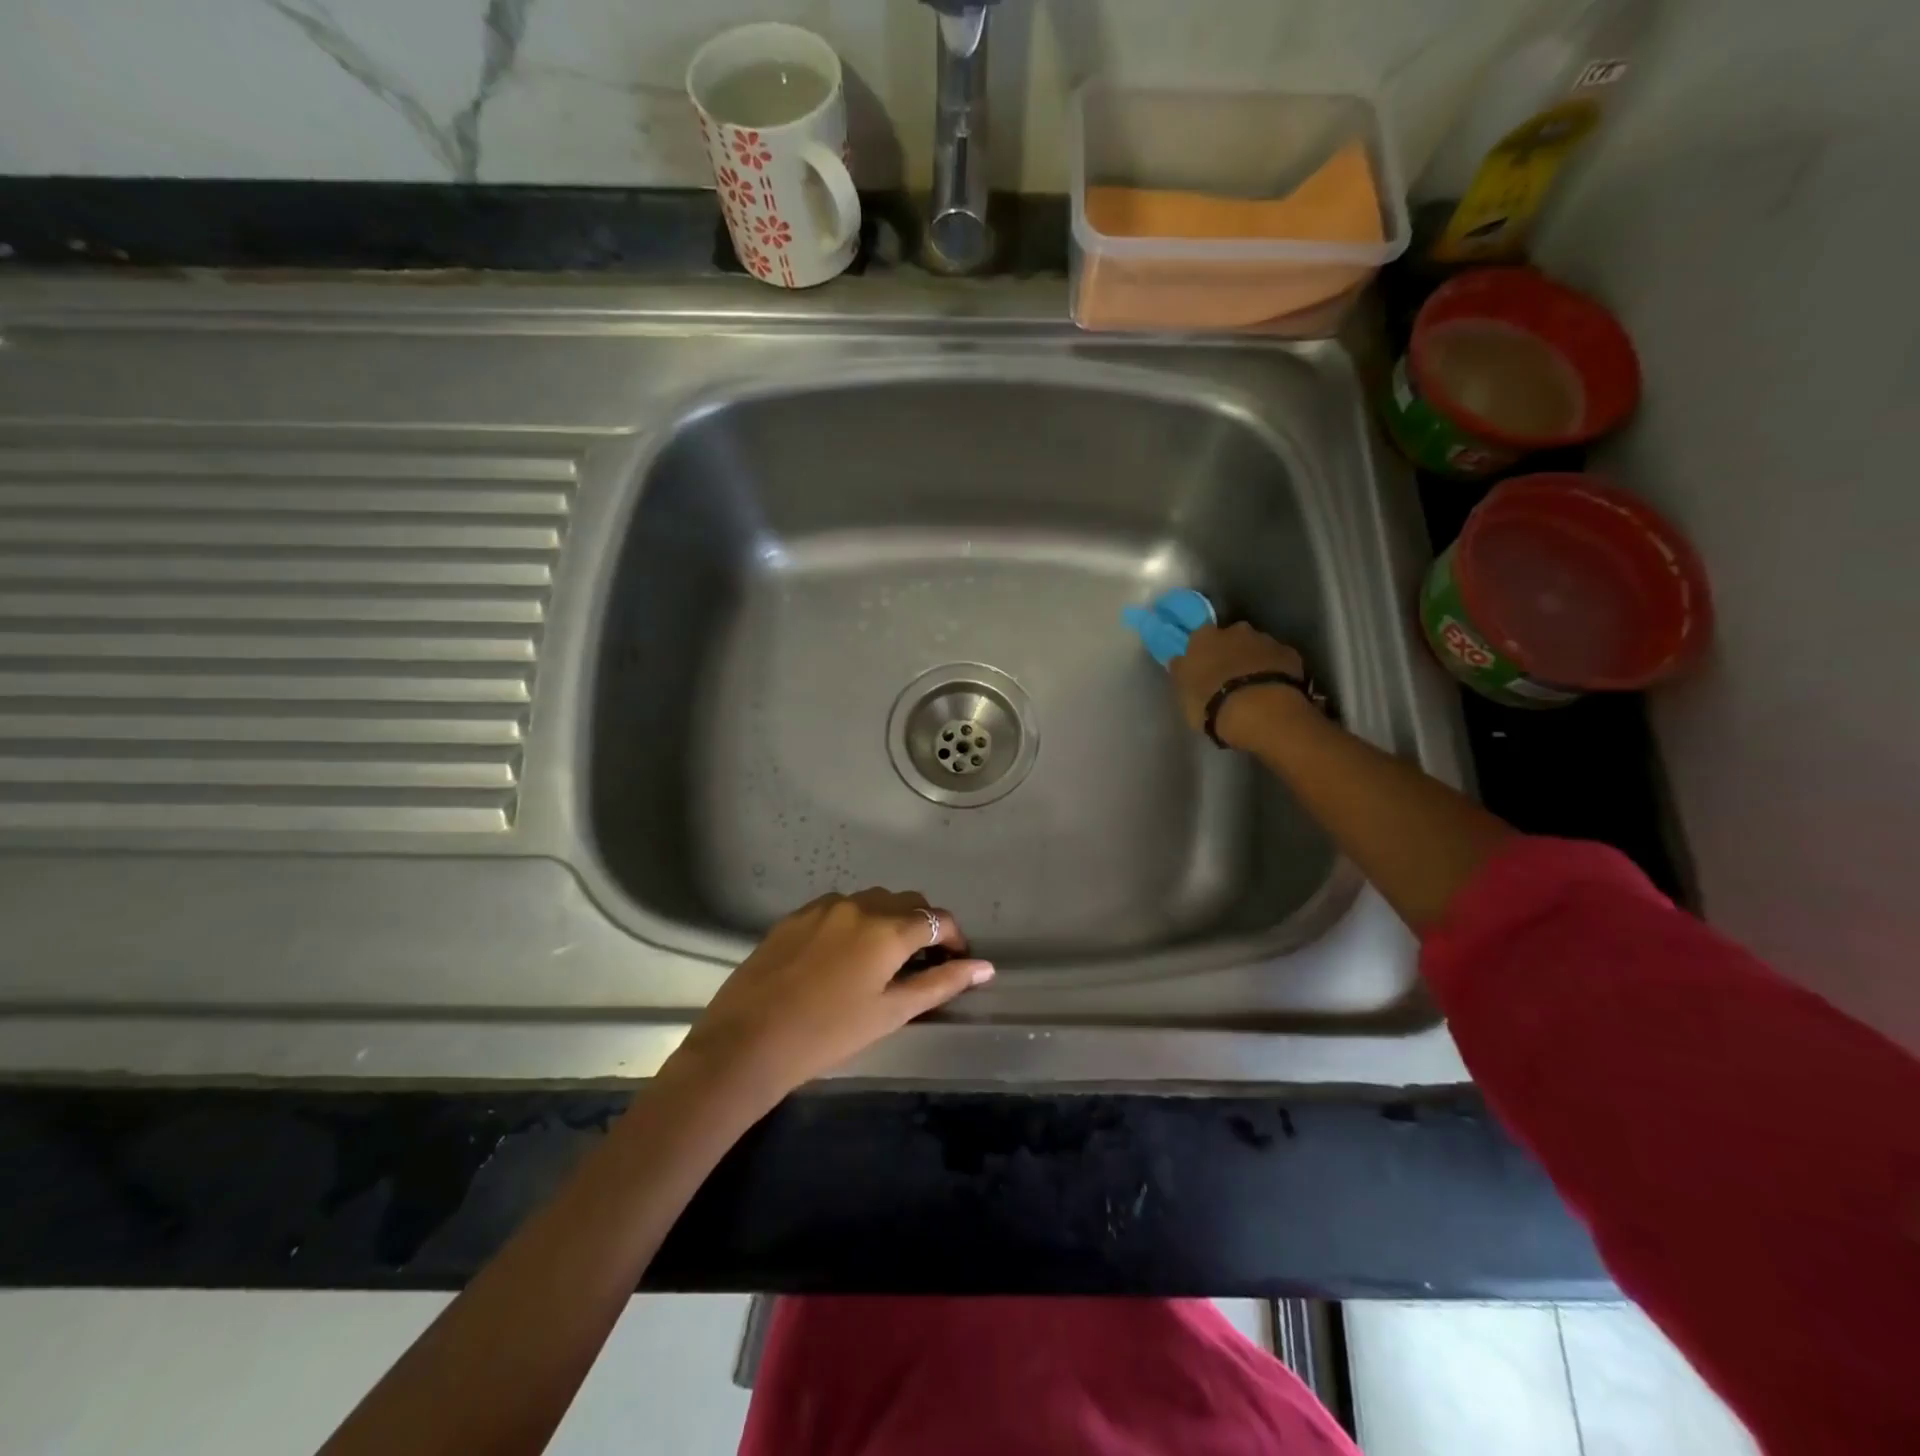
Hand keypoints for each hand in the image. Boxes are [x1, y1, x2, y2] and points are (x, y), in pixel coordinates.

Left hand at [665, 889, 992, 1106]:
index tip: (956, 961)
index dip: (954, 938)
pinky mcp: (795, 915)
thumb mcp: (890, 1013)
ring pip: (872, 901)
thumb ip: (941, 984)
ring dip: (888, 920)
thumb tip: (985, 967)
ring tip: (882, 958)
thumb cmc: (827, 1034)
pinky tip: (842, 956)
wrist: (746, 1042)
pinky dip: (854, 922)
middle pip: (906, 902)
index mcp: (887, 929)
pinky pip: (839, 908)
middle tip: (922, 962)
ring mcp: (823, 906)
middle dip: (923, 926)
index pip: (937, 919)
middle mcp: (858, 905)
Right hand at [1166, 622, 1310, 750]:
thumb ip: (1182, 672)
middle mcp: (1235, 630)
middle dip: (1230, 652)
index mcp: (1203, 637)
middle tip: (1228, 676)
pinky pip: (1279, 660)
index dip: (1202, 652)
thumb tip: (1180, 661)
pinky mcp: (1290, 654)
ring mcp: (1265, 640)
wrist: (1260, 710)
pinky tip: (1273, 689)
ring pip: (1256, 647)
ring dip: (1253, 661)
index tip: (1202, 667)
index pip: (1199, 637)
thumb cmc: (1211, 702)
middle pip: (1231, 637)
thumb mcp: (1183, 693)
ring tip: (1252, 687)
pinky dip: (1275, 670)